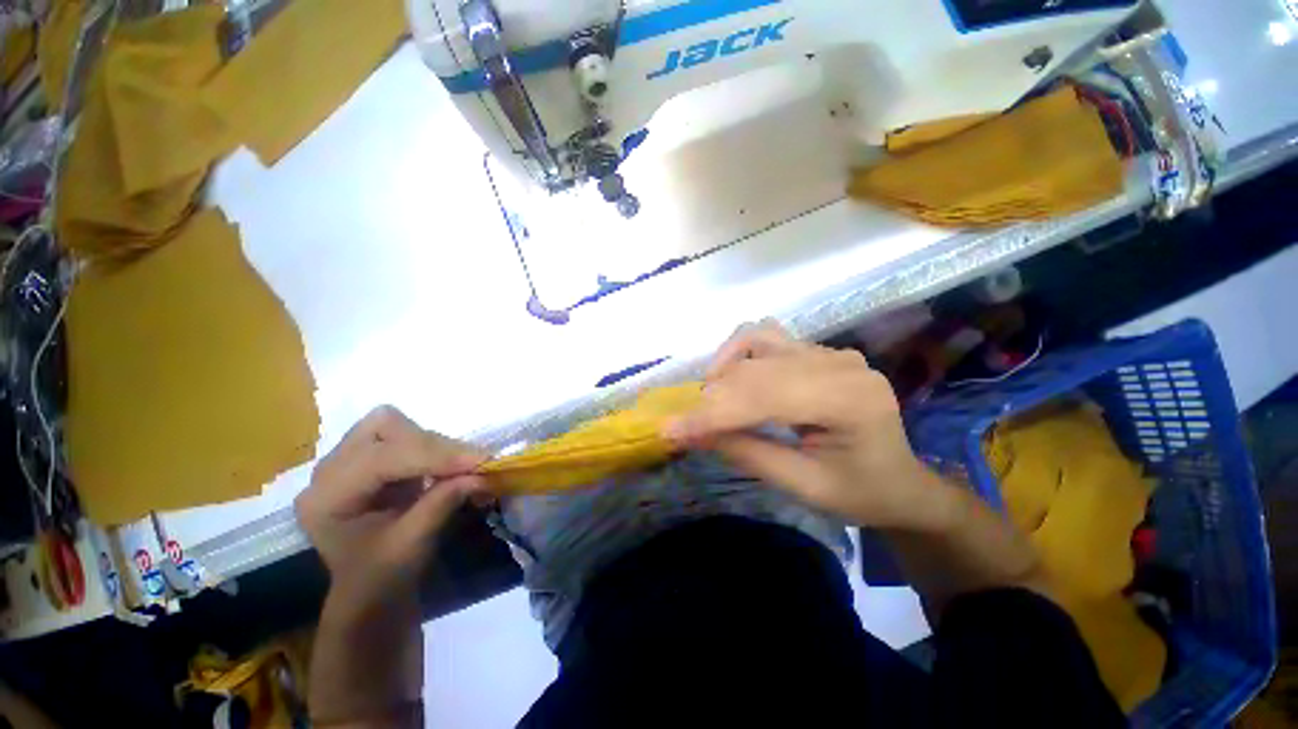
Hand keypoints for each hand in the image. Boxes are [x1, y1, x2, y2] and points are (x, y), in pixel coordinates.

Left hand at [296, 405, 487, 614]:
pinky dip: (433, 447)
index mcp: (326, 498)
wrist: (370, 591)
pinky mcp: (369, 457)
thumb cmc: (382, 577)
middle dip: (434, 445)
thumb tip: (482, 475)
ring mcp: (347, 460)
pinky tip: (450, 466)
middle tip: (473, 464)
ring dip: (436, 444)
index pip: (382, 458)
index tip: (481, 461)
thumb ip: (442, 503)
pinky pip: (405, 434)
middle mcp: (329, 470)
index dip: (435, 455)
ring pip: (397, 425)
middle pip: (385, 428)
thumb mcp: (412, 545)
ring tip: (464, 466)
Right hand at [664, 321, 950, 530]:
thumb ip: (746, 452)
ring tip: (711, 398)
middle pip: (755, 368)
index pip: (764, 397)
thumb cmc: (860, 493)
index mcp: (848, 400)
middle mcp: (838, 362)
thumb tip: (693, 433)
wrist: (900, 481)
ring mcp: (828, 351)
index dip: (712, 414)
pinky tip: (733, 377)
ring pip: (756, 340)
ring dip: (724, 367)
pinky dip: (739, 354)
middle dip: (712, 398)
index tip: (670, 431)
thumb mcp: (803, 485)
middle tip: (685, 423)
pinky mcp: (817, 351)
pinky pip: (767, 338)